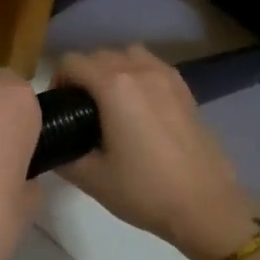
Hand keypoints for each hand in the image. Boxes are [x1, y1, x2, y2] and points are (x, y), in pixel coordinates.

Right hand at [54, 46, 259, 259]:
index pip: (72, 62)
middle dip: (83, 75)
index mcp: (114, 87)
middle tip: (81, 111)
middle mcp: (140, 70)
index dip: (58, 81)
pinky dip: (138, 74)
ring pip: (129, 54)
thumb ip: (64, 155)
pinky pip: (153, 66)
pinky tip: (139, 106)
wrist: (204, 204)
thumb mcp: (92, 178)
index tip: (60, 108)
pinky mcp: (185, 89)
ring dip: (113, 69)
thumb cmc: (144, 191)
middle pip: (100, 55)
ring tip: (111, 103)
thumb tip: (54, 145)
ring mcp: (167, 77)